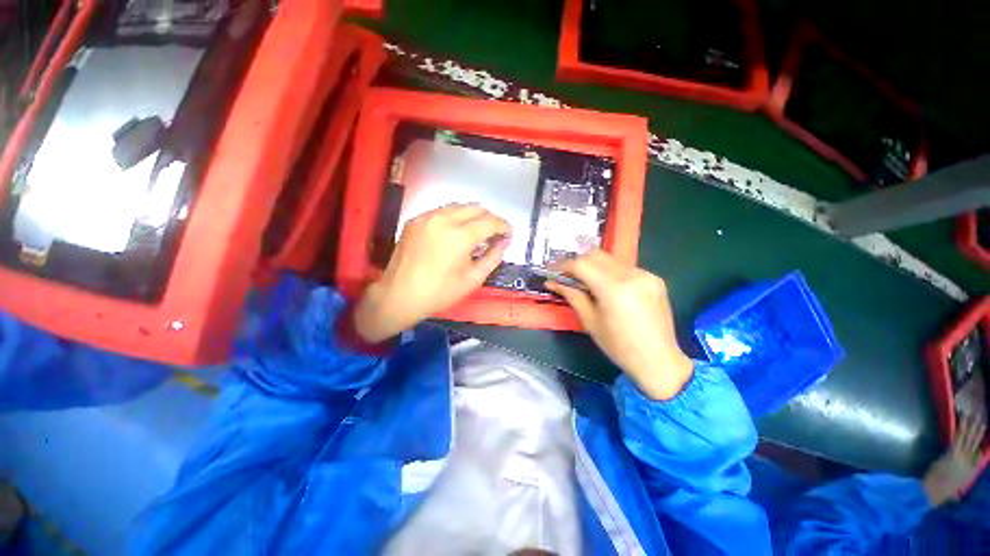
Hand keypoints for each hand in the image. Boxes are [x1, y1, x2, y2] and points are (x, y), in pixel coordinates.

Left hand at [353, 204, 510, 342]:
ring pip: (458, 206)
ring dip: (472, 216)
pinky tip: (454, 233)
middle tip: (493, 234)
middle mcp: (444, 219)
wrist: (399, 295)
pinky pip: (441, 211)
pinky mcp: (415, 220)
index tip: (508, 234)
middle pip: (476, 207)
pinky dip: (454, 218)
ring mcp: (427, 217)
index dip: (504, 226)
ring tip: (475, 232)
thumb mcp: (473, 279)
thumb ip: (493, 257)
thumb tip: (504, 241)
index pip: (490, 221)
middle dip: (489, 219)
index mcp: (460, 236)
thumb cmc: (440, 292)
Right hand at [546, 250, 692, 399]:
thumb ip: (572, 296)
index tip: (553, 272)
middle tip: (567, 276)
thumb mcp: (590, 322)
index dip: (563, 266)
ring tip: (586, 282)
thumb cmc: (619, 346)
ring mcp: (646, 275)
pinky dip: (611, 273)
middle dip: (578, 263)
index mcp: (613, 289)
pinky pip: (626, 268)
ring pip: (611, 260)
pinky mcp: (655, 278)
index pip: (581, 265)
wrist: (659, 360)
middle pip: (596, 255)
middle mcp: (631, 275)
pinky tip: (609, 288)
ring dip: (594, 267)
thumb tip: (553, 282)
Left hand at [923, 414, 985, 506]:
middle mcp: (968, 463)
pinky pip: (959, 438)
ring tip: (976, 416)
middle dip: (979, 432)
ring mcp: (961, 457)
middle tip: (984, 421)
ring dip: (972, 427)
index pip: (978, 457)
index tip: (985, 440)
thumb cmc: (941, 493)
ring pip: (969, 439)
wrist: (933, 492)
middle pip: (975, 444)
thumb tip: (956, 497)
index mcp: (970, 472)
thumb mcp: (953, 493)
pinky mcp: (953, 453)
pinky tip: (964, 420)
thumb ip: (955, 494)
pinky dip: (961, 429)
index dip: (981, 447)